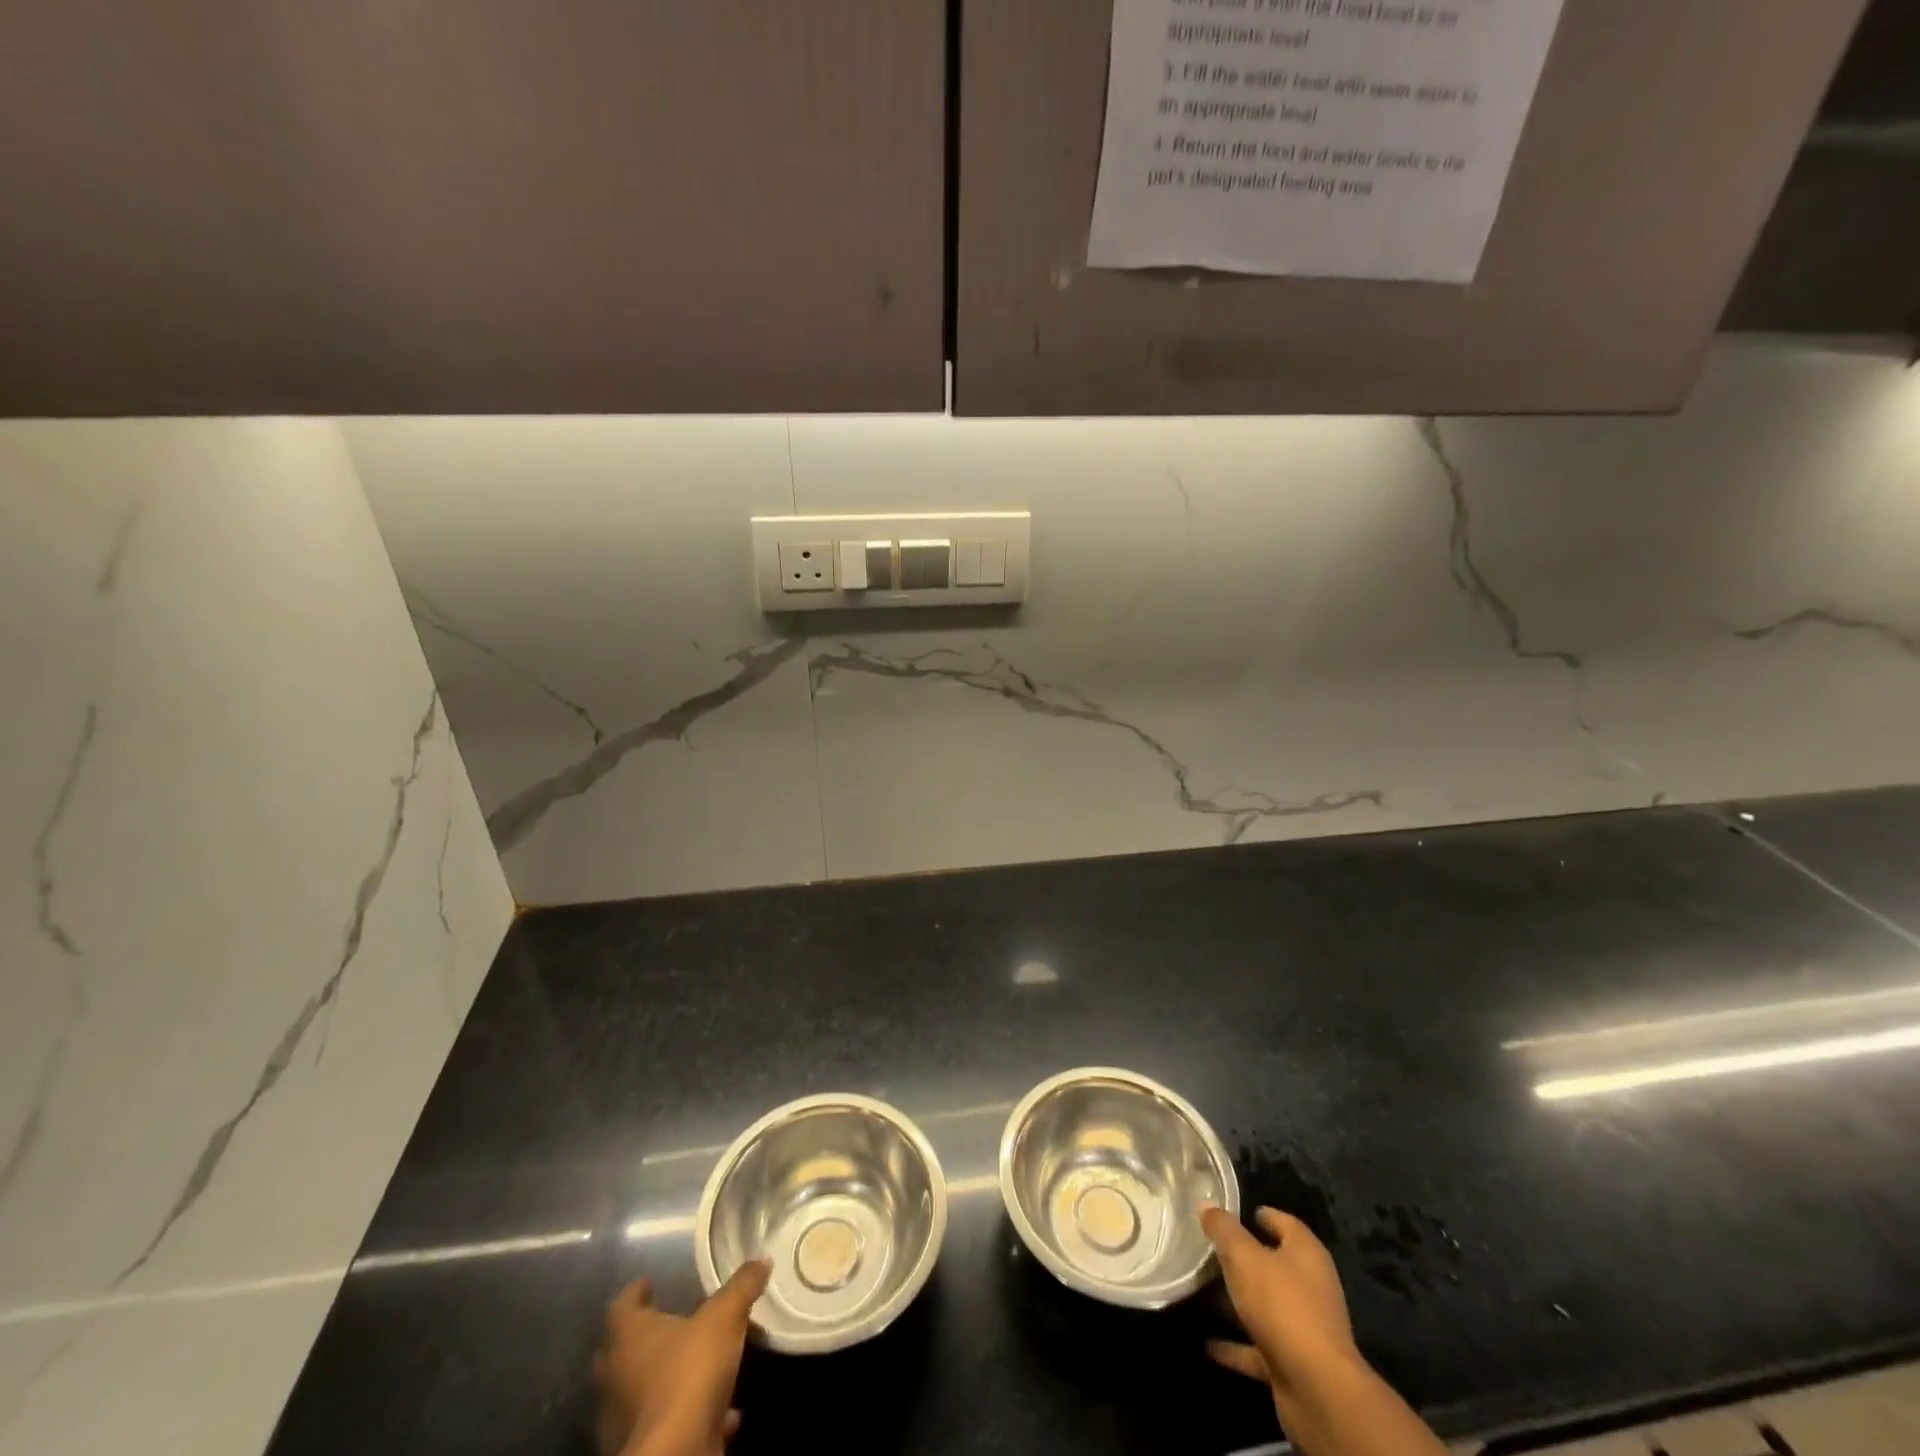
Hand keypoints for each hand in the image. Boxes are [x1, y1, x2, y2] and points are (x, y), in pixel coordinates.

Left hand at [594, 1261, 771, 1455]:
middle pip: (623, 1350)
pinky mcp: (644, 1449)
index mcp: (628, 1337)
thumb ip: (741, 1288)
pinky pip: (666, 1422)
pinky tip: (726, 1411)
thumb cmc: (689, 1374)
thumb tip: (761, 1259)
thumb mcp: (725, 1318)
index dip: (636, 1292)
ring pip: (641, 1389)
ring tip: (701, 1365)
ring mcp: (624, 1419)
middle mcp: (616, 1376)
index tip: (649, 1283)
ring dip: (666, 1377)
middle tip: (672, 1322)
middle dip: (645, 1337)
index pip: (623, 1305)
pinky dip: (690, 1413)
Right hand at [1201, 1205, 1359, 1400]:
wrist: (1318, 1389)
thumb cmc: (1282, 1305)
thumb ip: (1224, 1229)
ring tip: (1202, 1291)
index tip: (1232, 1213)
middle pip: (1274, 1264)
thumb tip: (1206, 1204)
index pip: (1285, 1223)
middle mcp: (1311, 1287)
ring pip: (1266, 1305)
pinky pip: (1259, 1346)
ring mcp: (1304, 1327)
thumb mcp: (1244, 1256)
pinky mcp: (1295, 1362)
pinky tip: (1209, 1344)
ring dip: (1239, 1301)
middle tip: (1209, 1249)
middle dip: (1244, 1258)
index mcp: (1306, 1254)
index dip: (1262, 1215)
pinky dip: (1236, 1344)